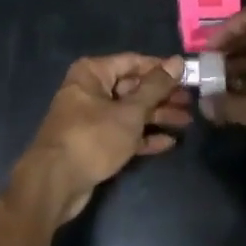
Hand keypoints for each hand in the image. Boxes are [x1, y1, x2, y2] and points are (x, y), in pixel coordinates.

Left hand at [19, 54, 192, 225]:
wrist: (55, 183)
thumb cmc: (92, 138)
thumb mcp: (129, 112)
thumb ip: (155, 87)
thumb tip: (177, 61)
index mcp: (93, 72)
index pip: (133, 62)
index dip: (161, 68)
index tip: (188, 75)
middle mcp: (91, 90)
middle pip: (133, 87)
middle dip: (162, 96)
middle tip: (191, 102)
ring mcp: (92, 117)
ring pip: (130, 112)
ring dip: (157, 117)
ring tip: (187, 122)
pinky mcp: (94, 143)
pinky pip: (123, 133)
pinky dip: (143, 137)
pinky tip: (168, 142)